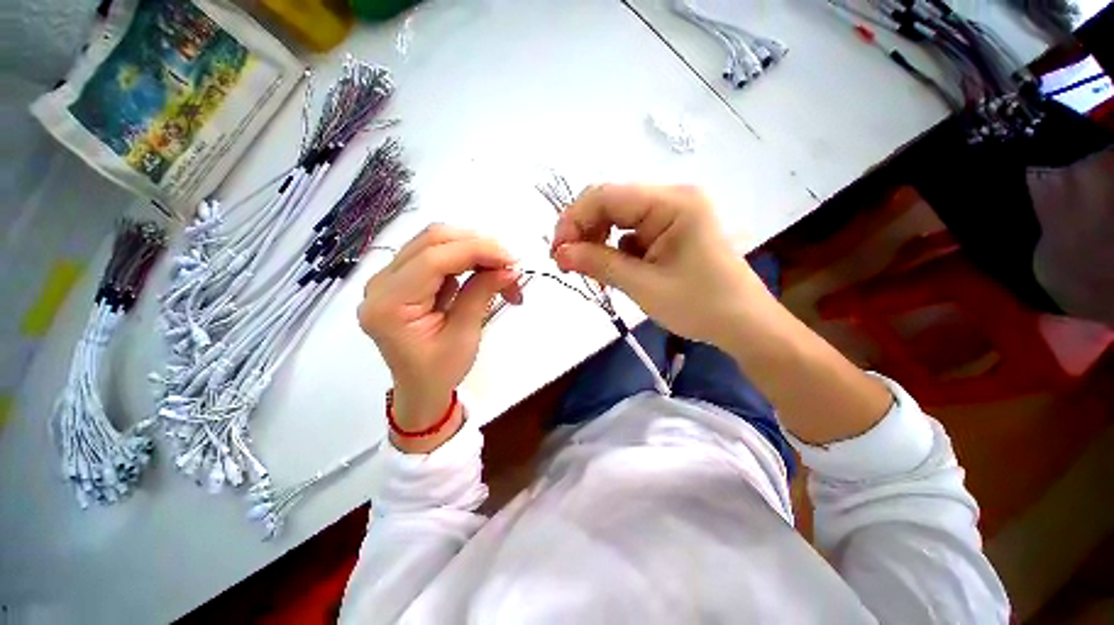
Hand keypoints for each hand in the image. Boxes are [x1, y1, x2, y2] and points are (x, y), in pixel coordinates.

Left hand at [358, 225, 520, 450]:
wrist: (420, 389)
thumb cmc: (440, 372)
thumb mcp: (464, 336)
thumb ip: (482, 294)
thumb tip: (509, 268)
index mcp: (389, 306)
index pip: (433, 259)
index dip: (476, 251)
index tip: (511, 260)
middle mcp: (380, 284)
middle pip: (431, 241)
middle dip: (477, 246)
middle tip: (509, 264)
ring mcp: (388, 278)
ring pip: (435, 243)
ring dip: (474, 251)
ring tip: (501, 271)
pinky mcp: (402, 279)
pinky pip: (436, 254)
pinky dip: (465, 259)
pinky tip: (484, 273)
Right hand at [551, 184, 773, 350]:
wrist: (743, 325)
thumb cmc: (699, 306)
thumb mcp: (643, 285)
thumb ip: (598, 263)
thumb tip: (560, 253)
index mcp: (672, 202)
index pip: (606, 196)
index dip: (574, 220)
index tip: (557, 252)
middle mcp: (672, 198)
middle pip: (611, 203)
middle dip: (584, 231)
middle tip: (568, 263)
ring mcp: (672, 214)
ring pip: (619, 218)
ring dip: (598, 242)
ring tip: (591, 270)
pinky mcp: (670, 231)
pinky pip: (632, 232)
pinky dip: (615, 250)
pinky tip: (613, 270)